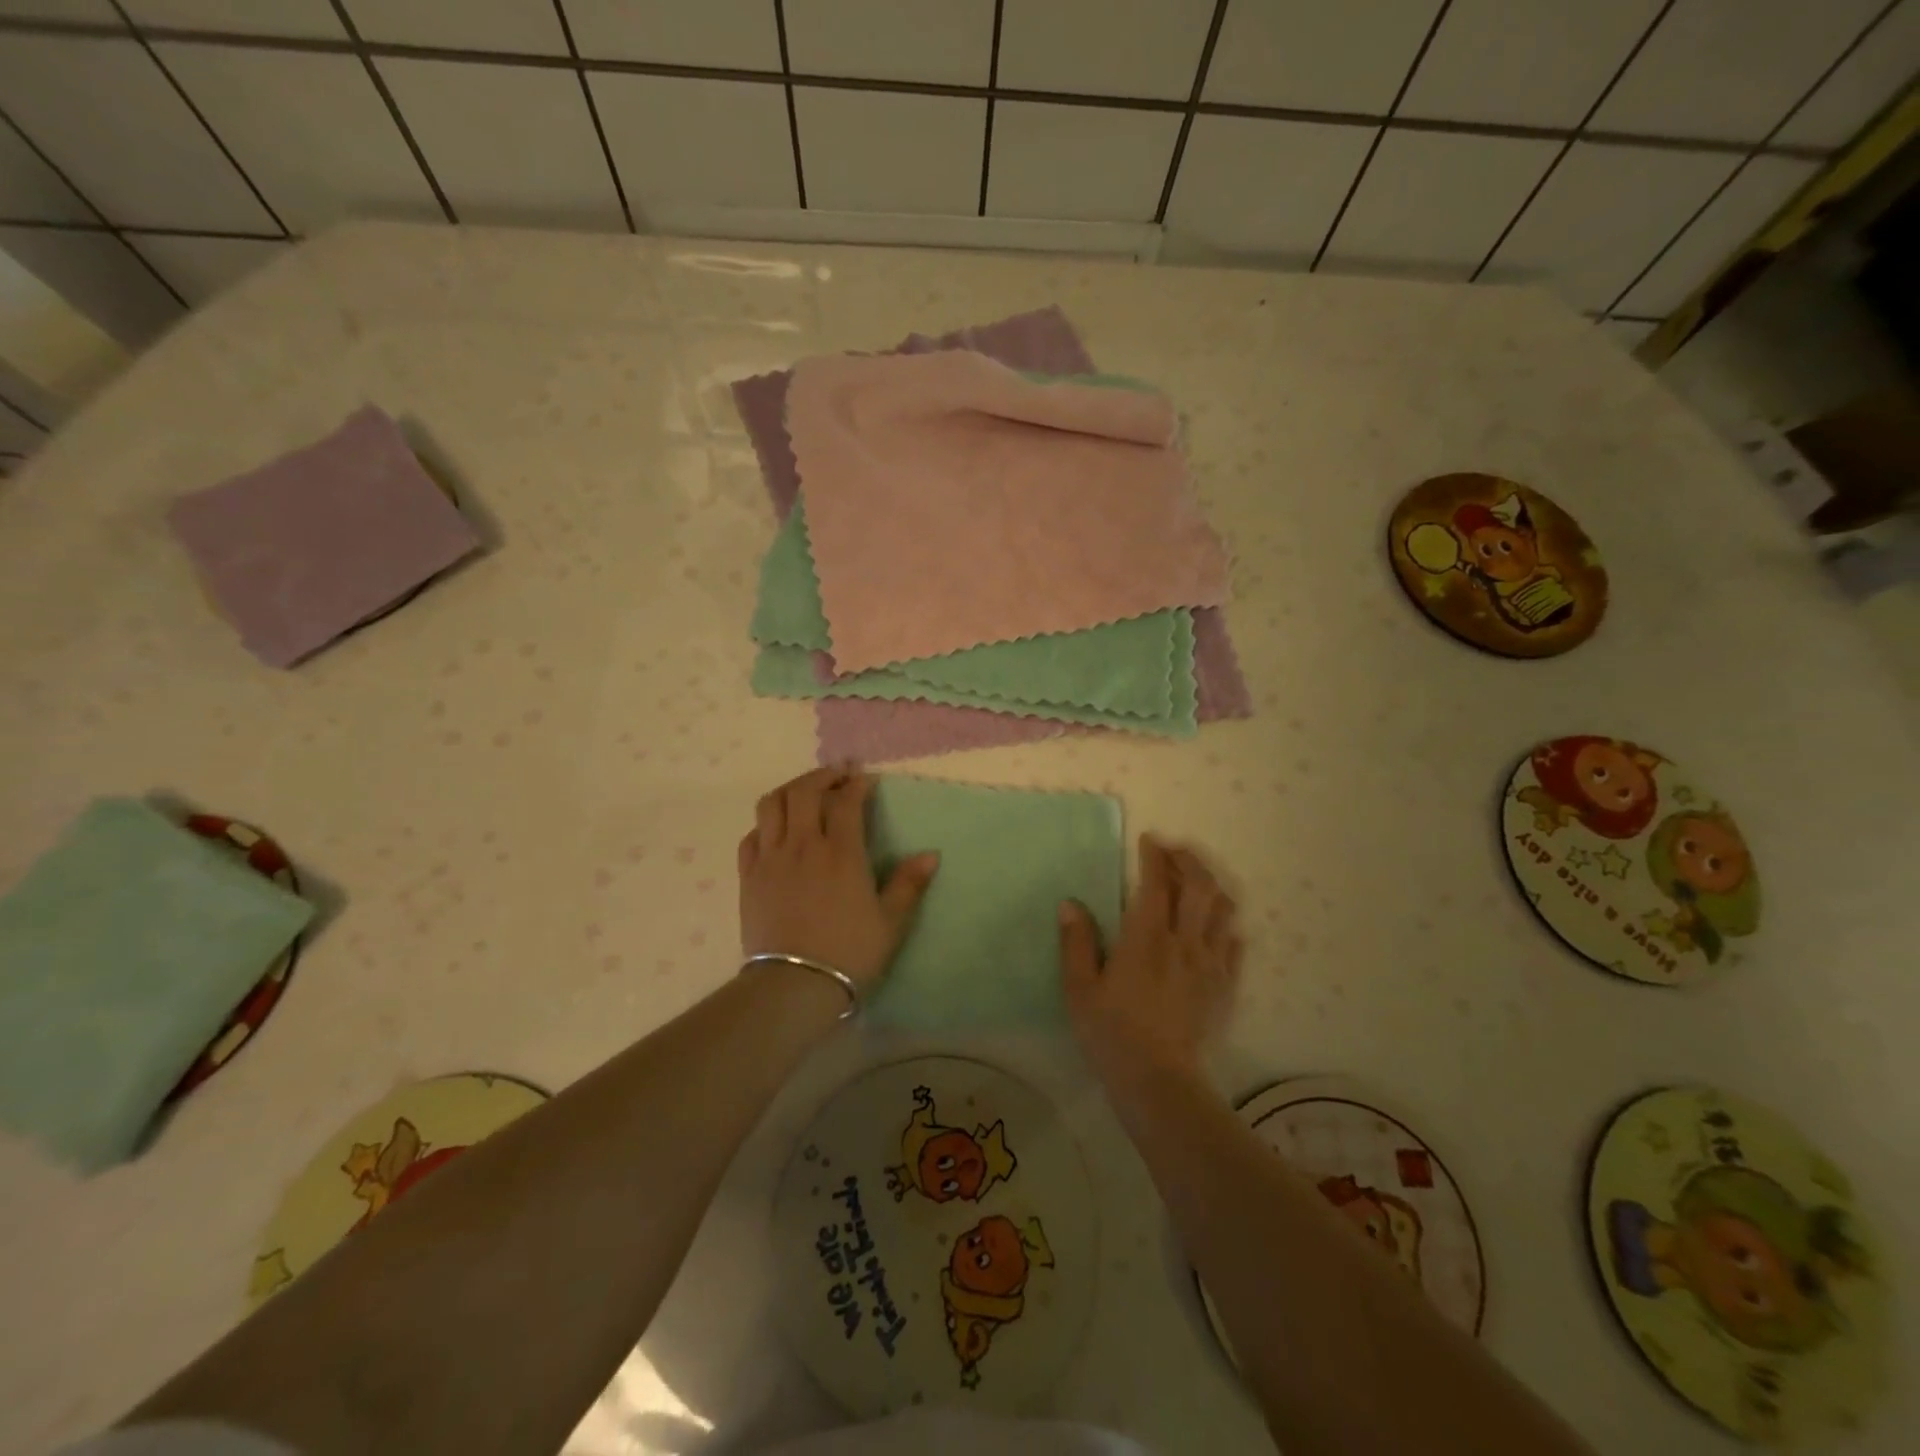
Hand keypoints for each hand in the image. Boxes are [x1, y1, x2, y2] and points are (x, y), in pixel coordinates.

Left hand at [737, 766, 938, 991]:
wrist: (793, 986)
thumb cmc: (849, 953)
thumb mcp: (890, 922)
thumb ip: (909, 884)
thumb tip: (932, 854)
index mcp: (842, 853)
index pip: (847, 801)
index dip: (857, 784)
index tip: (865, 779)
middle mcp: (804, 845)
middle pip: (805, 791)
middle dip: (823, 776)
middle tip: (838, 777)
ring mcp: (771, 858)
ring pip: (772, 804)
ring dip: (791, 790)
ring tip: (805, 794)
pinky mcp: (748, 876)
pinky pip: (751, 835)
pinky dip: (766, 823)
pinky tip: (777, 831)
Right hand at [1059, 836, 1240, 1079]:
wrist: (1159, 1081)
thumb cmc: (1111, 1032)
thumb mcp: (1079, 988)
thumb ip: (1076, 942)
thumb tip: (1070, 903)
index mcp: (1146, 937)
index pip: (1156, 882)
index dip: (1155, 856)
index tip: (1149, 840)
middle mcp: (1183, 941)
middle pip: (1200, 886)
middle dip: (1189, 861)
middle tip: (1175, 852)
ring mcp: (1209, 964)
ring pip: (1222, 910)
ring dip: (1211, 887)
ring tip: (1195, 883)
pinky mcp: (1224, 986)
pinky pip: (1233, 944)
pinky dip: (1224, 926)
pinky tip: (1212, 928)